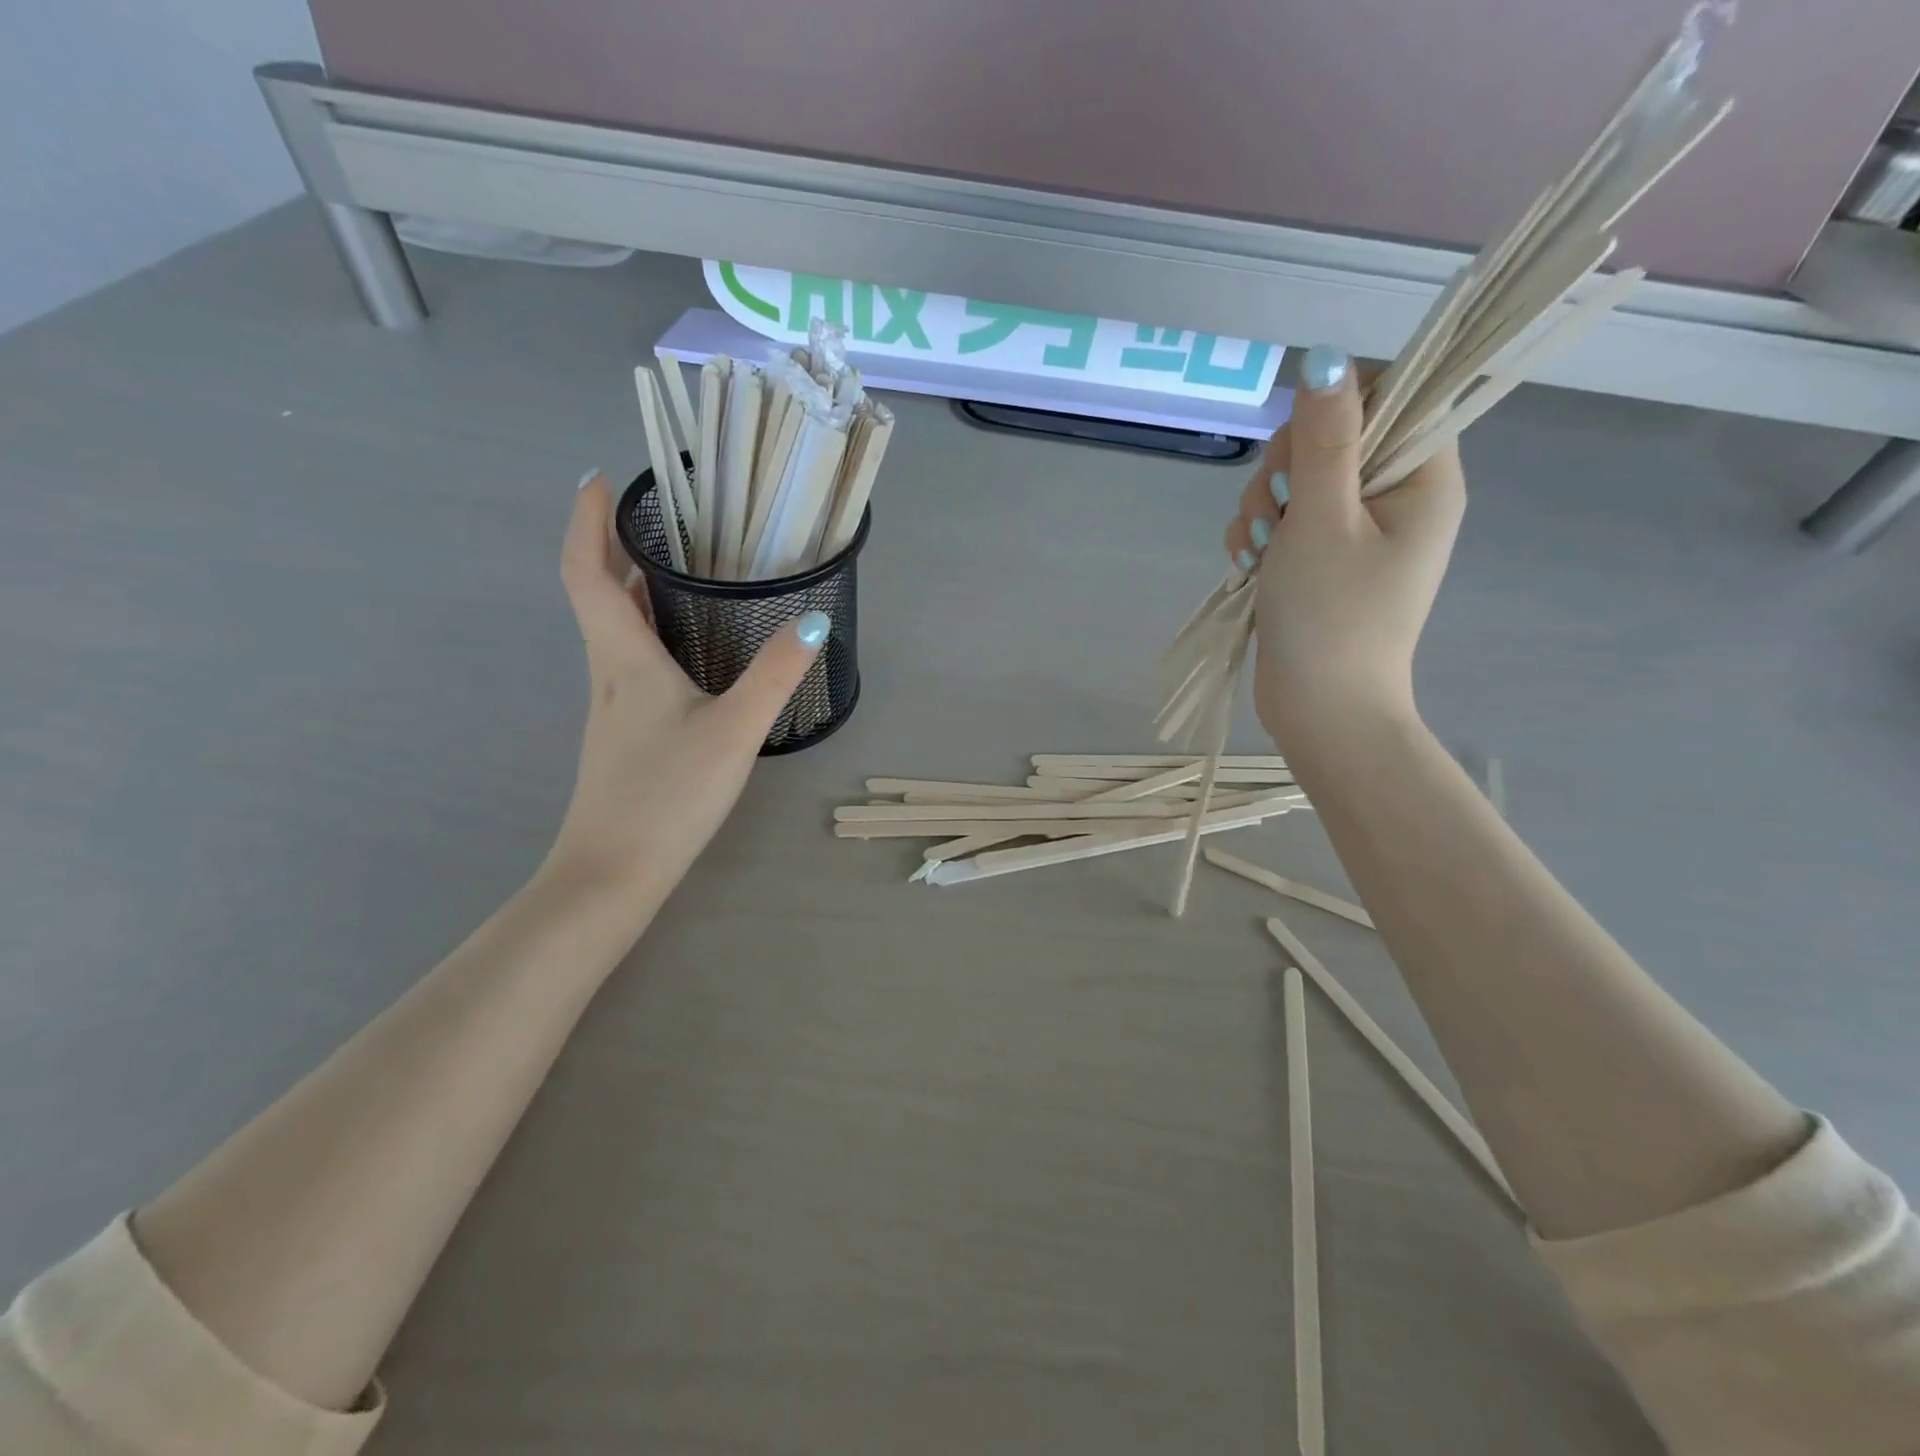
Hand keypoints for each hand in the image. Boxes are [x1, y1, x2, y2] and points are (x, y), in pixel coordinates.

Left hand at [545, 472, 827, 922]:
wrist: (614, 872)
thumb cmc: (668, 794)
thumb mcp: (733, 730)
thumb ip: (775, 675)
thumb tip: (814, 621)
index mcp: (622, 658)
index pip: (587, 571)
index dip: (585, 520)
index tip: (600, 479)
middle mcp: (608, 673)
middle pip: (597, 594)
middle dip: (613, 545)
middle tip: (655, 515)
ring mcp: (613, 707)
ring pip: (613, 629)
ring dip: (632, 588)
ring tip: (675, 565)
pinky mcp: (624, 734)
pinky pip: (630, 660)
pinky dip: (647, 630)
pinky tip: (684, 647)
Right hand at [1223, 348, 1466, 750]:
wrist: (1319, 710)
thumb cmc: (1330, 617)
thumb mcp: (1321, 519)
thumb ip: (1323, 438)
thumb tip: (1324, 356)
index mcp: (1423, 478)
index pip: (1391, 396)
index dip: (1336, 409)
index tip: (1304, 450)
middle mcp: (1395, 498)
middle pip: (1330, 438)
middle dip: (1285, 471)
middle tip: (1278, 515)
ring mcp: (1354, 533)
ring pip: (1294, 482)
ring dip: (1262, 509)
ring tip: (1260, 555)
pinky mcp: (1319, 560)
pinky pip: (1281, 522)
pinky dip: (1258, 539)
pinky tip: (1250, 568)